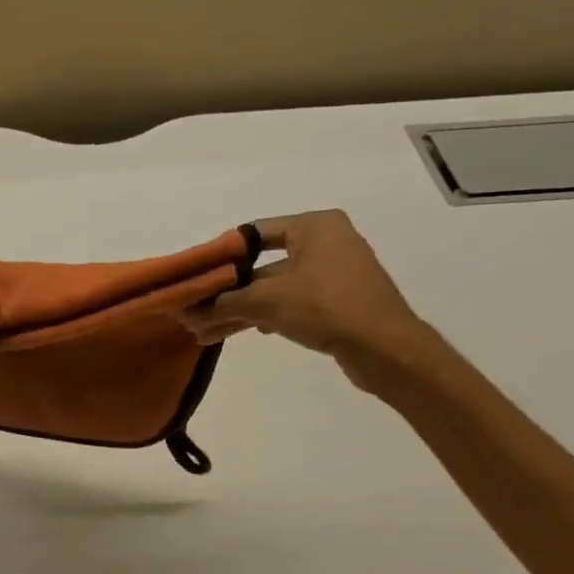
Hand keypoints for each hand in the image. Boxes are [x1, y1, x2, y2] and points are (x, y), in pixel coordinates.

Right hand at [181, 211, 430, 389]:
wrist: (384, 347)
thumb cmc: (325, 307)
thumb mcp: (266, 301)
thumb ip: (224, 303)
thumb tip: (190, 313)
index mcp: (314, 226)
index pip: (254, 233)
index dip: (221, 256)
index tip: (196, 278)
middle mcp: (324, 242)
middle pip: (260, 265)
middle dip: (226, 292)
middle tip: (195, 311)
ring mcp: (331, 273)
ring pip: (272, 289)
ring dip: (239, 310)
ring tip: (206, 332)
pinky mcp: (334, 301)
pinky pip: (288, 303)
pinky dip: (263, 316)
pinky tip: (239, 332)